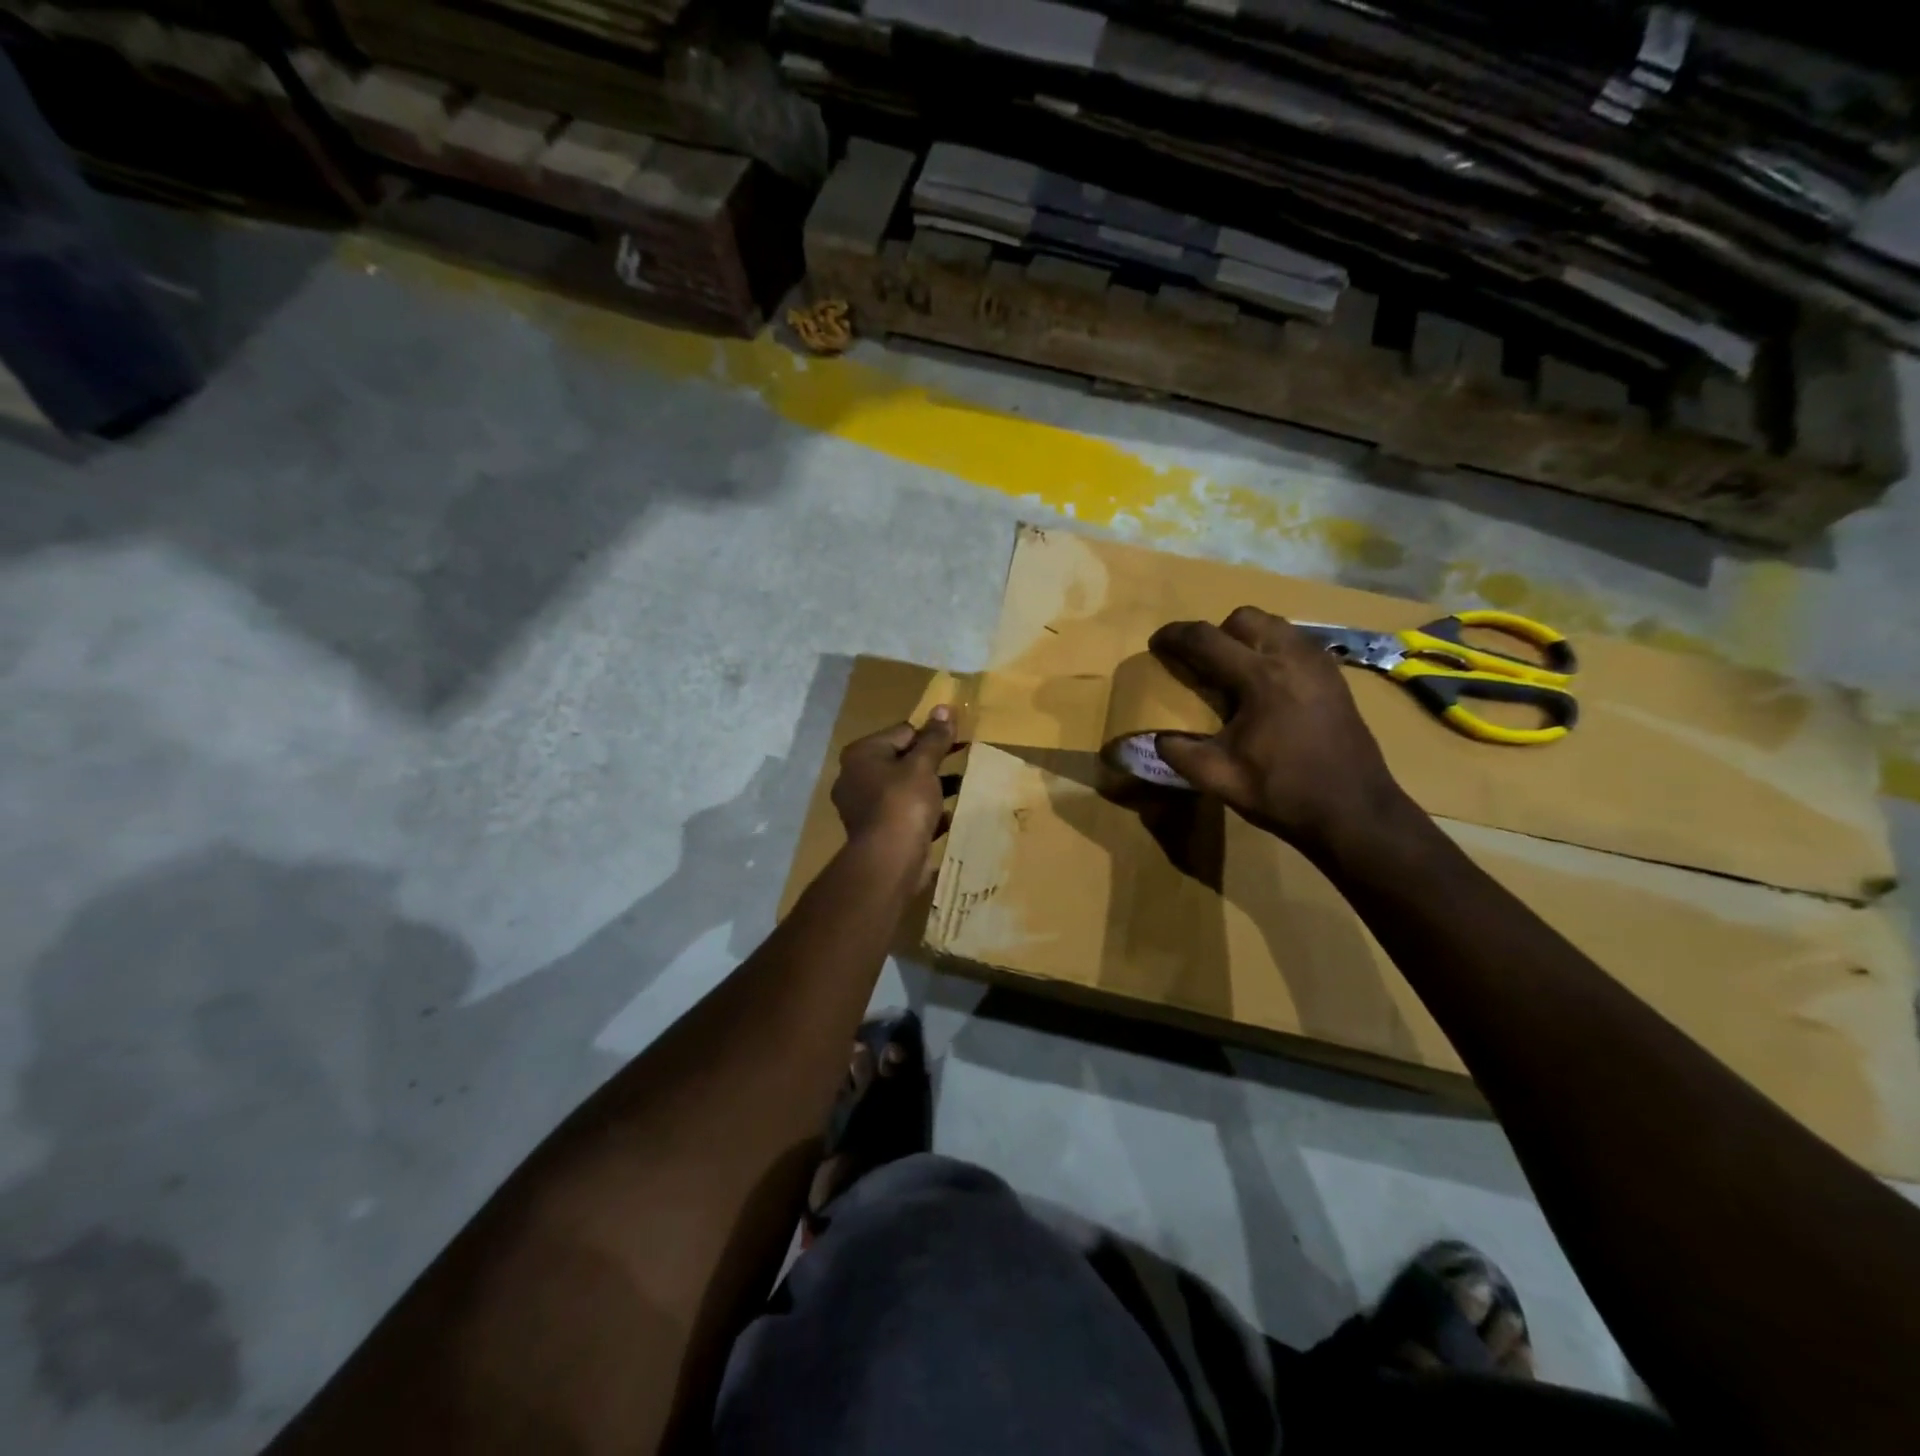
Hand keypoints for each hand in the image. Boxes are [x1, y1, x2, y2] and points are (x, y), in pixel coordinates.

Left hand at [832, 708, 957, 852]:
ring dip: (931, 788)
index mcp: (861, 755)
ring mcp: (864, 807)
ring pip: (904, 789)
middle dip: (932, 763)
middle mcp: (855, 777)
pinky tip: (947, 817)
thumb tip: (943, 708)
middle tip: (963, 760)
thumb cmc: (903, 803)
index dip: (931, 734)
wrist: (889, 861)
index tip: (957, 739)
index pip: (902, 732)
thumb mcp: (923, 765)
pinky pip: (905, 814)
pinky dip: (924, 814)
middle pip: (901, 760)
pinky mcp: (877, 832)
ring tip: (960, 787)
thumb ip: (934, 738)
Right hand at [1148, 607, 1407, 852]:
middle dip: (1215, 632)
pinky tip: (1265, 687)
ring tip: (1233, 673)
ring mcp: (1320, 664)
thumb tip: (1157, 736)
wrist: (1354, 813)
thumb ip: (1178, 751)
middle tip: (1201, 663)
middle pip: (1244, 618)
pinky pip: (1296, 644)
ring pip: (1274, 626)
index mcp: (1261, 678)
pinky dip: (1272, 651)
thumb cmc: (1283, 793)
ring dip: (1246, 639)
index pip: (1205, 638)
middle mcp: (1293, 657)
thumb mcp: (1218, 778)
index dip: (1174, 636)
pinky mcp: (1335, 678)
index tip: (1156, 644)